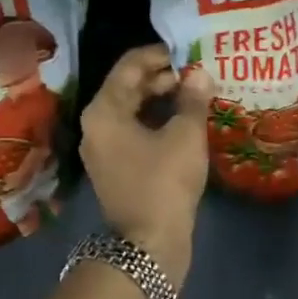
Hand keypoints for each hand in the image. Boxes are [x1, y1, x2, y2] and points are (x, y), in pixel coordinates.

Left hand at [81, 45, 212, 286]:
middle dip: (163, 77)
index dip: (160, 54)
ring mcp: (104, 148)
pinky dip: (157, 121)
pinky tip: (185, 122)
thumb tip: (200, 74)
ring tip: (196, 95)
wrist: (148, 246)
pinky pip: (135, 131)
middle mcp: (96, 125)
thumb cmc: (164, 183)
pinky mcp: (116, 167)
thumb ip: (192, 99)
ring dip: (162, 99)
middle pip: (129, 86)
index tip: (189, 52)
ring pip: (133, 110)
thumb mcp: (185, 135)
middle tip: (197, 74)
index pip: (129, 65)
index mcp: (104, 110)